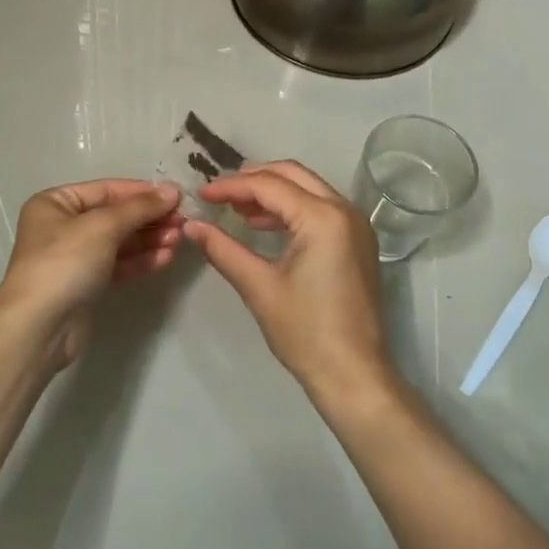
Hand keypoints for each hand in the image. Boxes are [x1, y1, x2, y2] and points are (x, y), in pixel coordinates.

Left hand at [0, 179, 183, 369]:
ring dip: (149, 239)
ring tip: (178, 240)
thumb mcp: (103, 226)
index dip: (142, 192)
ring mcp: (74, 257)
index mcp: (56, 203)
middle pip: (115, 216)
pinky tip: (165, 258)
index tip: (177, 196)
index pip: (107, 190)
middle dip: (149, 218)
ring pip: (119, 241)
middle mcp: (62, 226)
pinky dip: (141, 260)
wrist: (40, 327)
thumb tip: (172, 190)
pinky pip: (118, 264)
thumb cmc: (65, 263)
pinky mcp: (86, 284)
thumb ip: (139, 207)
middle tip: (182, 222)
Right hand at [183, 161, 391, 404]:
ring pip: (308, 188)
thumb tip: (191, 226)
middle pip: (292, 174)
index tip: (202, 195)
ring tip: (236, 209)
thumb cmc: (305, 332)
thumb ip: (223, 249)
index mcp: (323, 218)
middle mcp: (344, 210)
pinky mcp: (357, 241)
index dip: (231, 187)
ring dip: (272, 192)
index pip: (269, 186)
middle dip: (253, 179)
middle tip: (220, 193)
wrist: (353, 374)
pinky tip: (262, 226)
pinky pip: (320, 208)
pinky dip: (291, 209)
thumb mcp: (258, 287)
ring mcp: (355, 225)